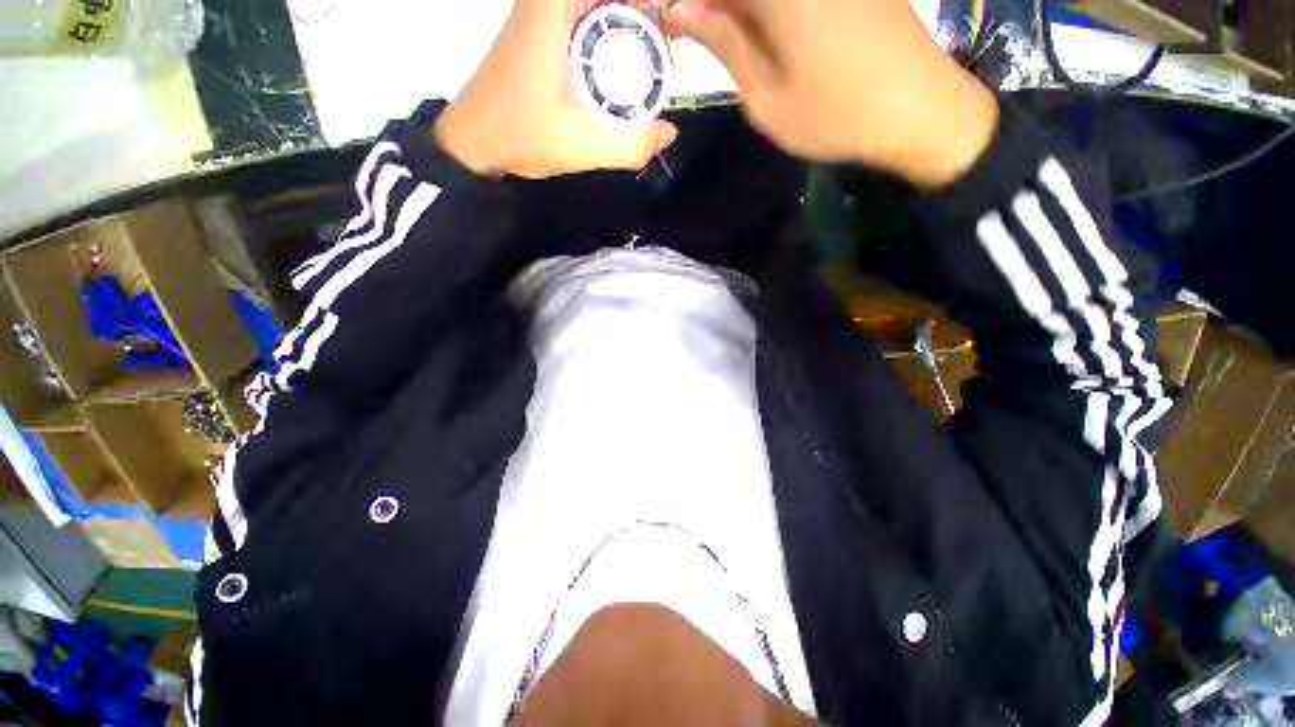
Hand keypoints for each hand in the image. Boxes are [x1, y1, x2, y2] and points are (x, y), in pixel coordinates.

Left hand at [435, 0, 677, 178]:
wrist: (472, 142)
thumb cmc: (522, 135)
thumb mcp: (583, 145)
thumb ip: (633, 143)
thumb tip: (669, 132)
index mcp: (554, 7)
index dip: (643, 6)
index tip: (664, 25)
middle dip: (641, 16)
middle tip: (665, 50)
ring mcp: (539, 12)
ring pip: (595, 6)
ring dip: (626, 23)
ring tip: (651, 58)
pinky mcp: (537, 31)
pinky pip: (582, 16)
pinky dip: (607, 31)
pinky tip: (620, 65)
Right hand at [666, 0, 998, 188]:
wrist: (920, 109)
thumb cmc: (834, 114)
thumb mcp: (765, 95)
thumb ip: (724, 44)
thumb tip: (681, 10)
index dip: (686, 2)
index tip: (671, 21)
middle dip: (715, 7)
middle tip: (698, 30)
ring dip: (741, 11)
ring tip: (730, 36)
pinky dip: (769, 8)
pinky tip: (764, 28)